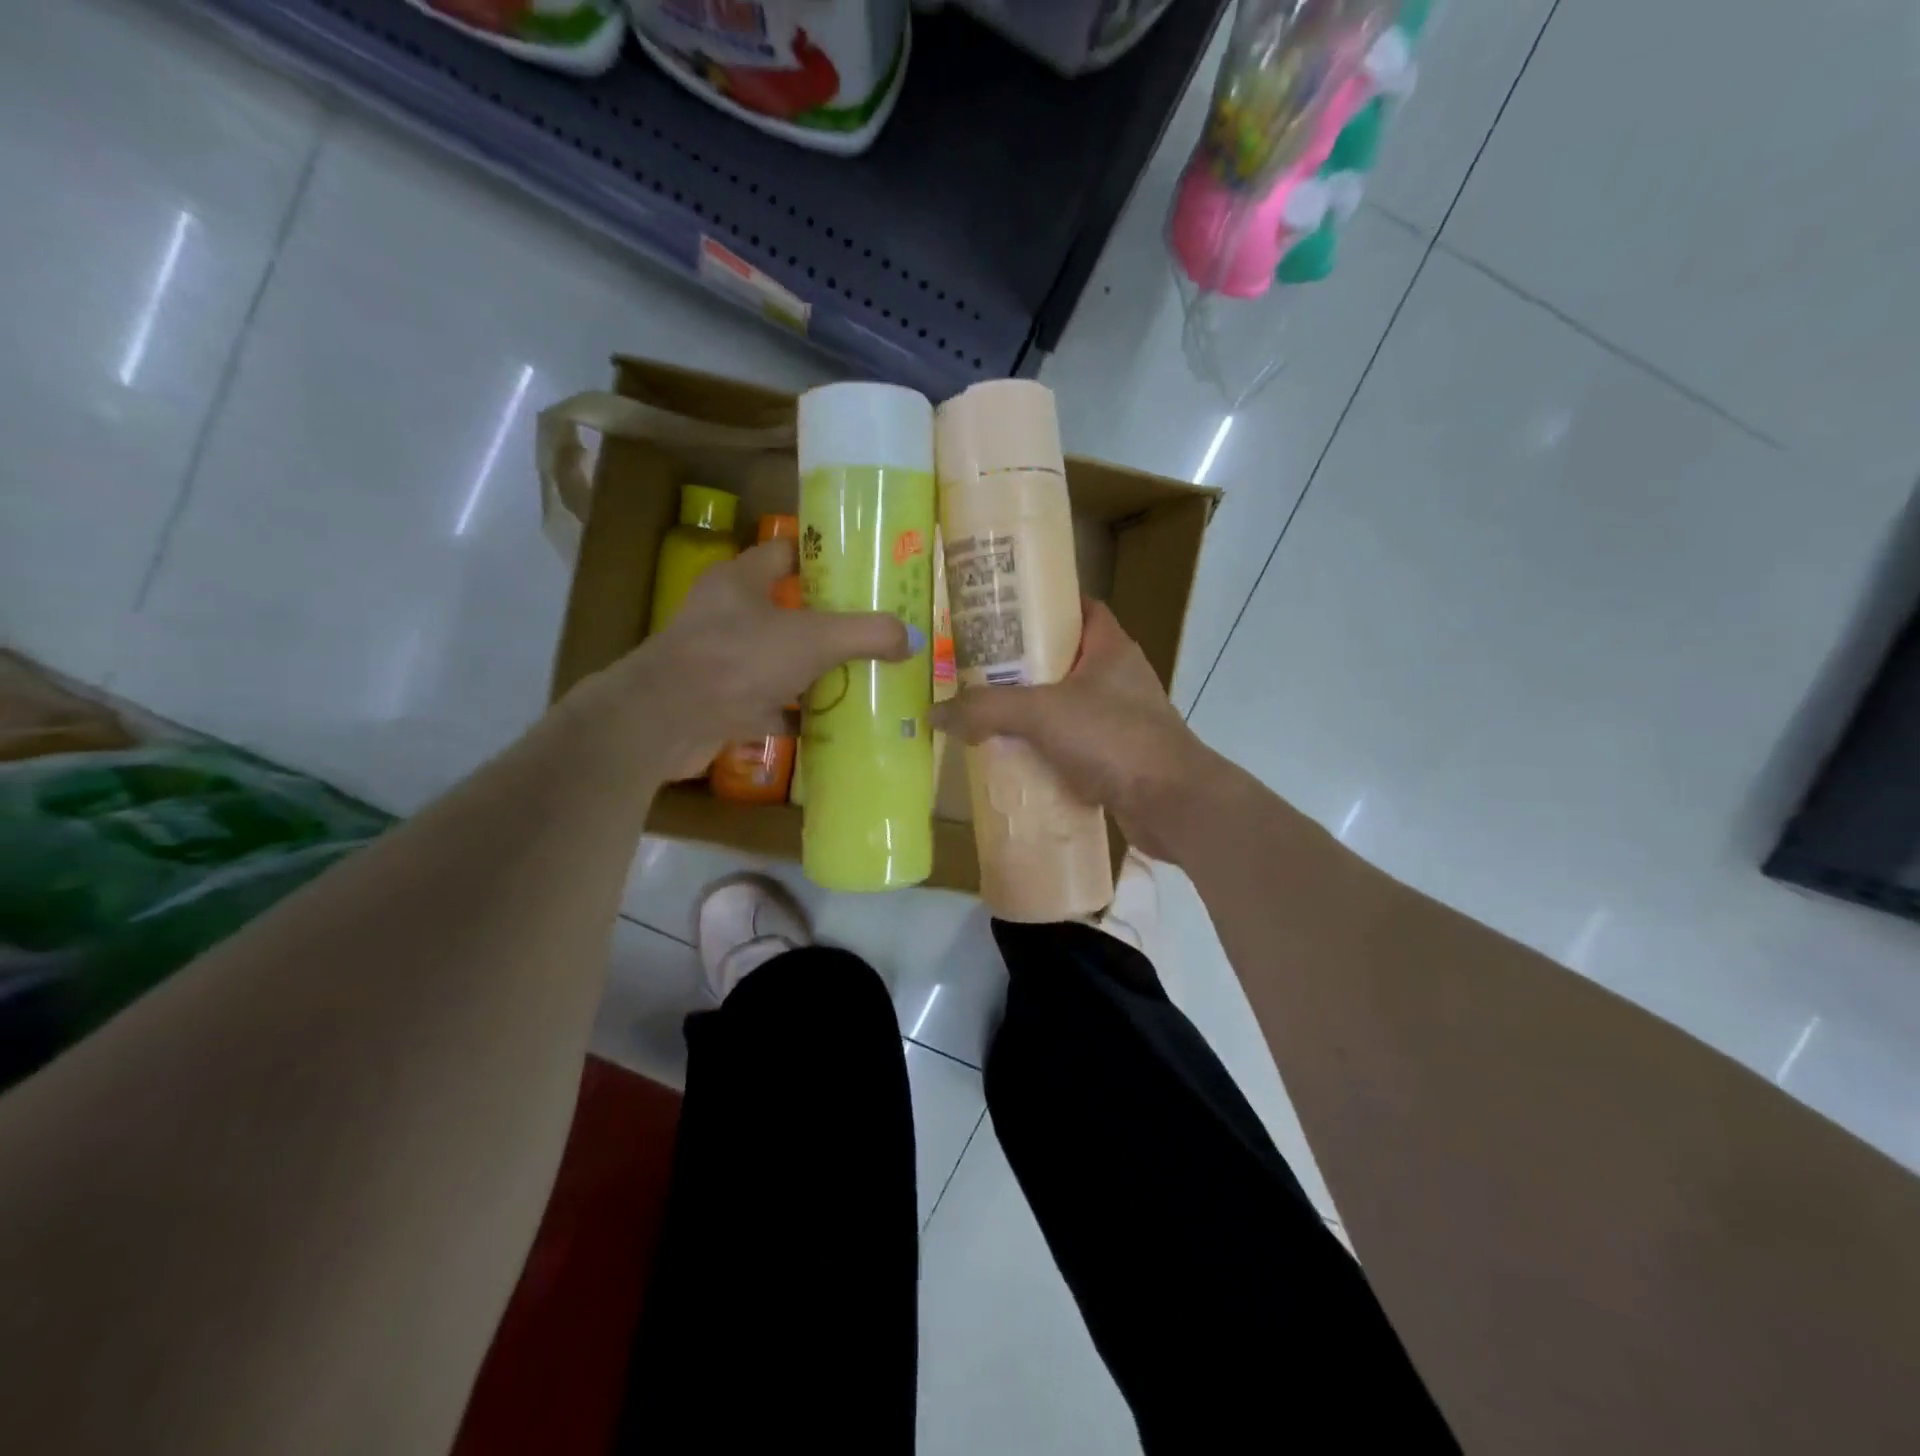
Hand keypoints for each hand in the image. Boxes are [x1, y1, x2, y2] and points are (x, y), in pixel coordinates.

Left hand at [572, 539, 911, 778]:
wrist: (666, 721)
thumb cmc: (739, 659)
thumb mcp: (814, 639)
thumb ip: (866, 633)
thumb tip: (912, 637)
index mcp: (741, 581)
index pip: (785, 553)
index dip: (822, 558)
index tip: (861, 573)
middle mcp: (727, 615)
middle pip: (787, 610)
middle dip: (828, 623)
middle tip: (873, 632)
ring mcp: (721, 661)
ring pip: (778, 660)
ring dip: (814, 671)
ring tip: (862, 677)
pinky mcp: (720, 702)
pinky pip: (769, 704)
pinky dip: (796, 714)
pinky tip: (829, 724)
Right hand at [933, 600, 1231, 861]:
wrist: (1173, 804)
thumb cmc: (1114, 738)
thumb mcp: (1043, 714)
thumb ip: (987, 709)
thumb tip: (934, 712)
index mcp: (1110, 647)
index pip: (1078, 607)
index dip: (1043, 603)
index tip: (1001, 611)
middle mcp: (1119, 677)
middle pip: (1064, 657)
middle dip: (1023, 663)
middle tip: (977, 666)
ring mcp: (1121, 718)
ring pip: (1066, 704)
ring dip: (1032, 710)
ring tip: (986, 712)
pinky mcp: (1118, 755)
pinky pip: (1073, 743)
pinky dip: (1046, 748)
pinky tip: (1014, 757)